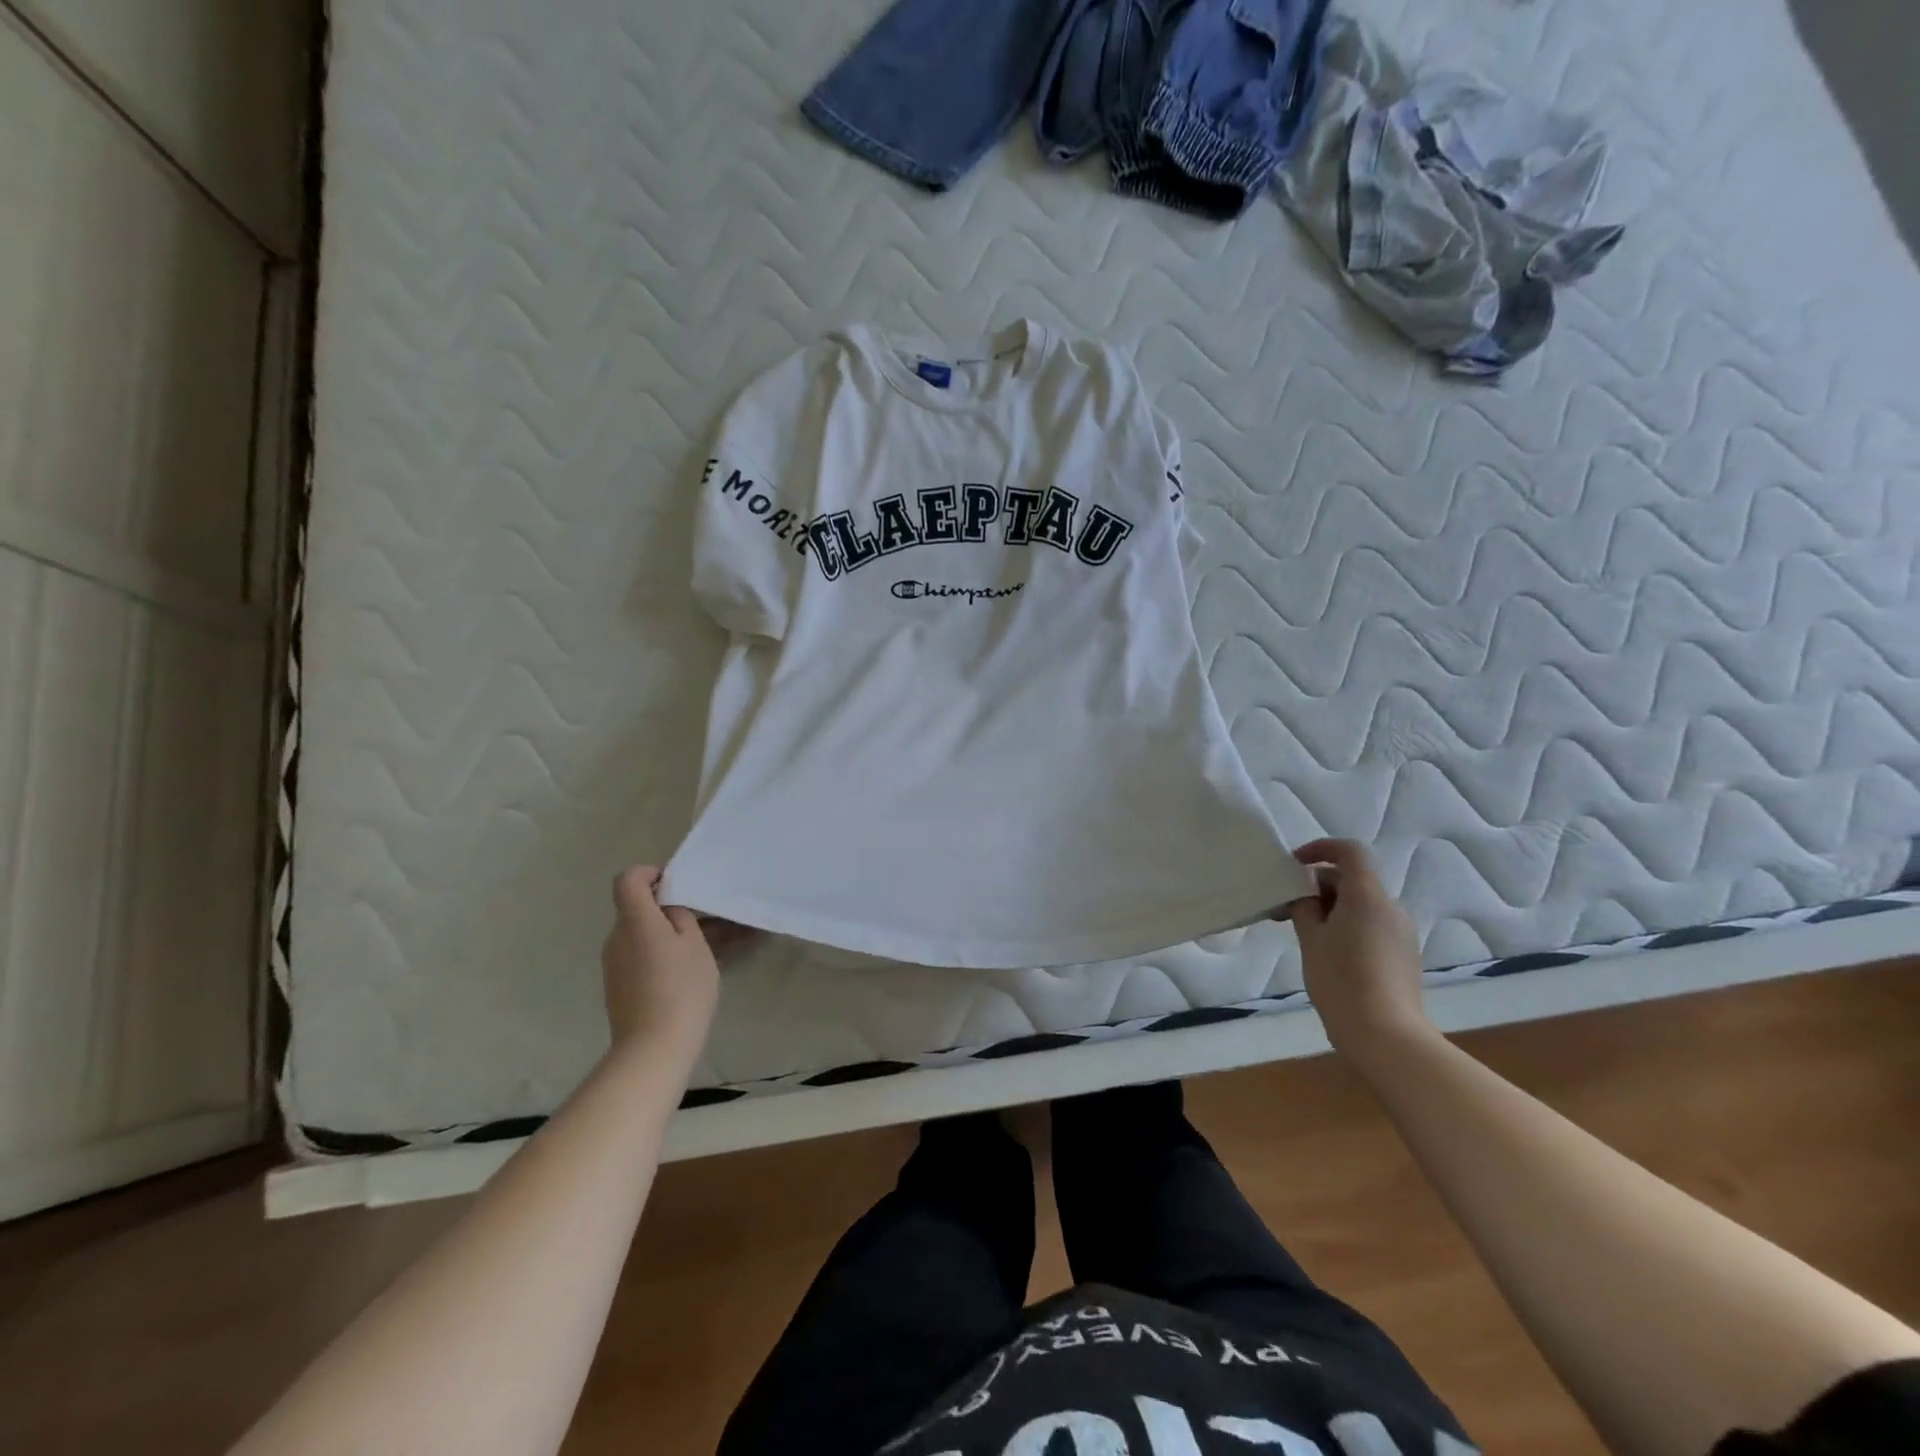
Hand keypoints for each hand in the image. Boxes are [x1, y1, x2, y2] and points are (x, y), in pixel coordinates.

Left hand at [600, 867, 720, 1063]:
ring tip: (704, 949)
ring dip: (667, 934)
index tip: (677, 885)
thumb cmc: (681, 988)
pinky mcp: (618, 987)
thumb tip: (668, 910)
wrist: (653, 1049)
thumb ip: (680, 917)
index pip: (628, 879)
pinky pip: (639, 957)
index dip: (651, 874)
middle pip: (636, 908)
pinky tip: (688, 973)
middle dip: (667, 908)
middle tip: (704, 920)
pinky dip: (660, 956)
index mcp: (635, 921)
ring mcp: (614, 964)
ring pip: (641, 935)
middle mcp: (617, 938)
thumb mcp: (695, 944)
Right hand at [1287, 839, 1435, 1064]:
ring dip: (1332, 908)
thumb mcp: (1311, 939)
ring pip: (1362, 904)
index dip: (1321, 848)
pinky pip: (1372, 926)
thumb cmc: (1341, 980)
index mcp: (1368, 897)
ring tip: (1305, 933)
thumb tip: (1306, 897)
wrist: (1386, 1036)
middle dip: (1319, 885)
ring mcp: (1402, 933)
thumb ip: (1305, 908)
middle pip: (1353, 879)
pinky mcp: (1404, 956)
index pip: (1350, 852)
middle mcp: (1391, 908)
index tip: (1294, 863)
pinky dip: (1348, 926)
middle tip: (1288, 908)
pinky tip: (1329, 954)